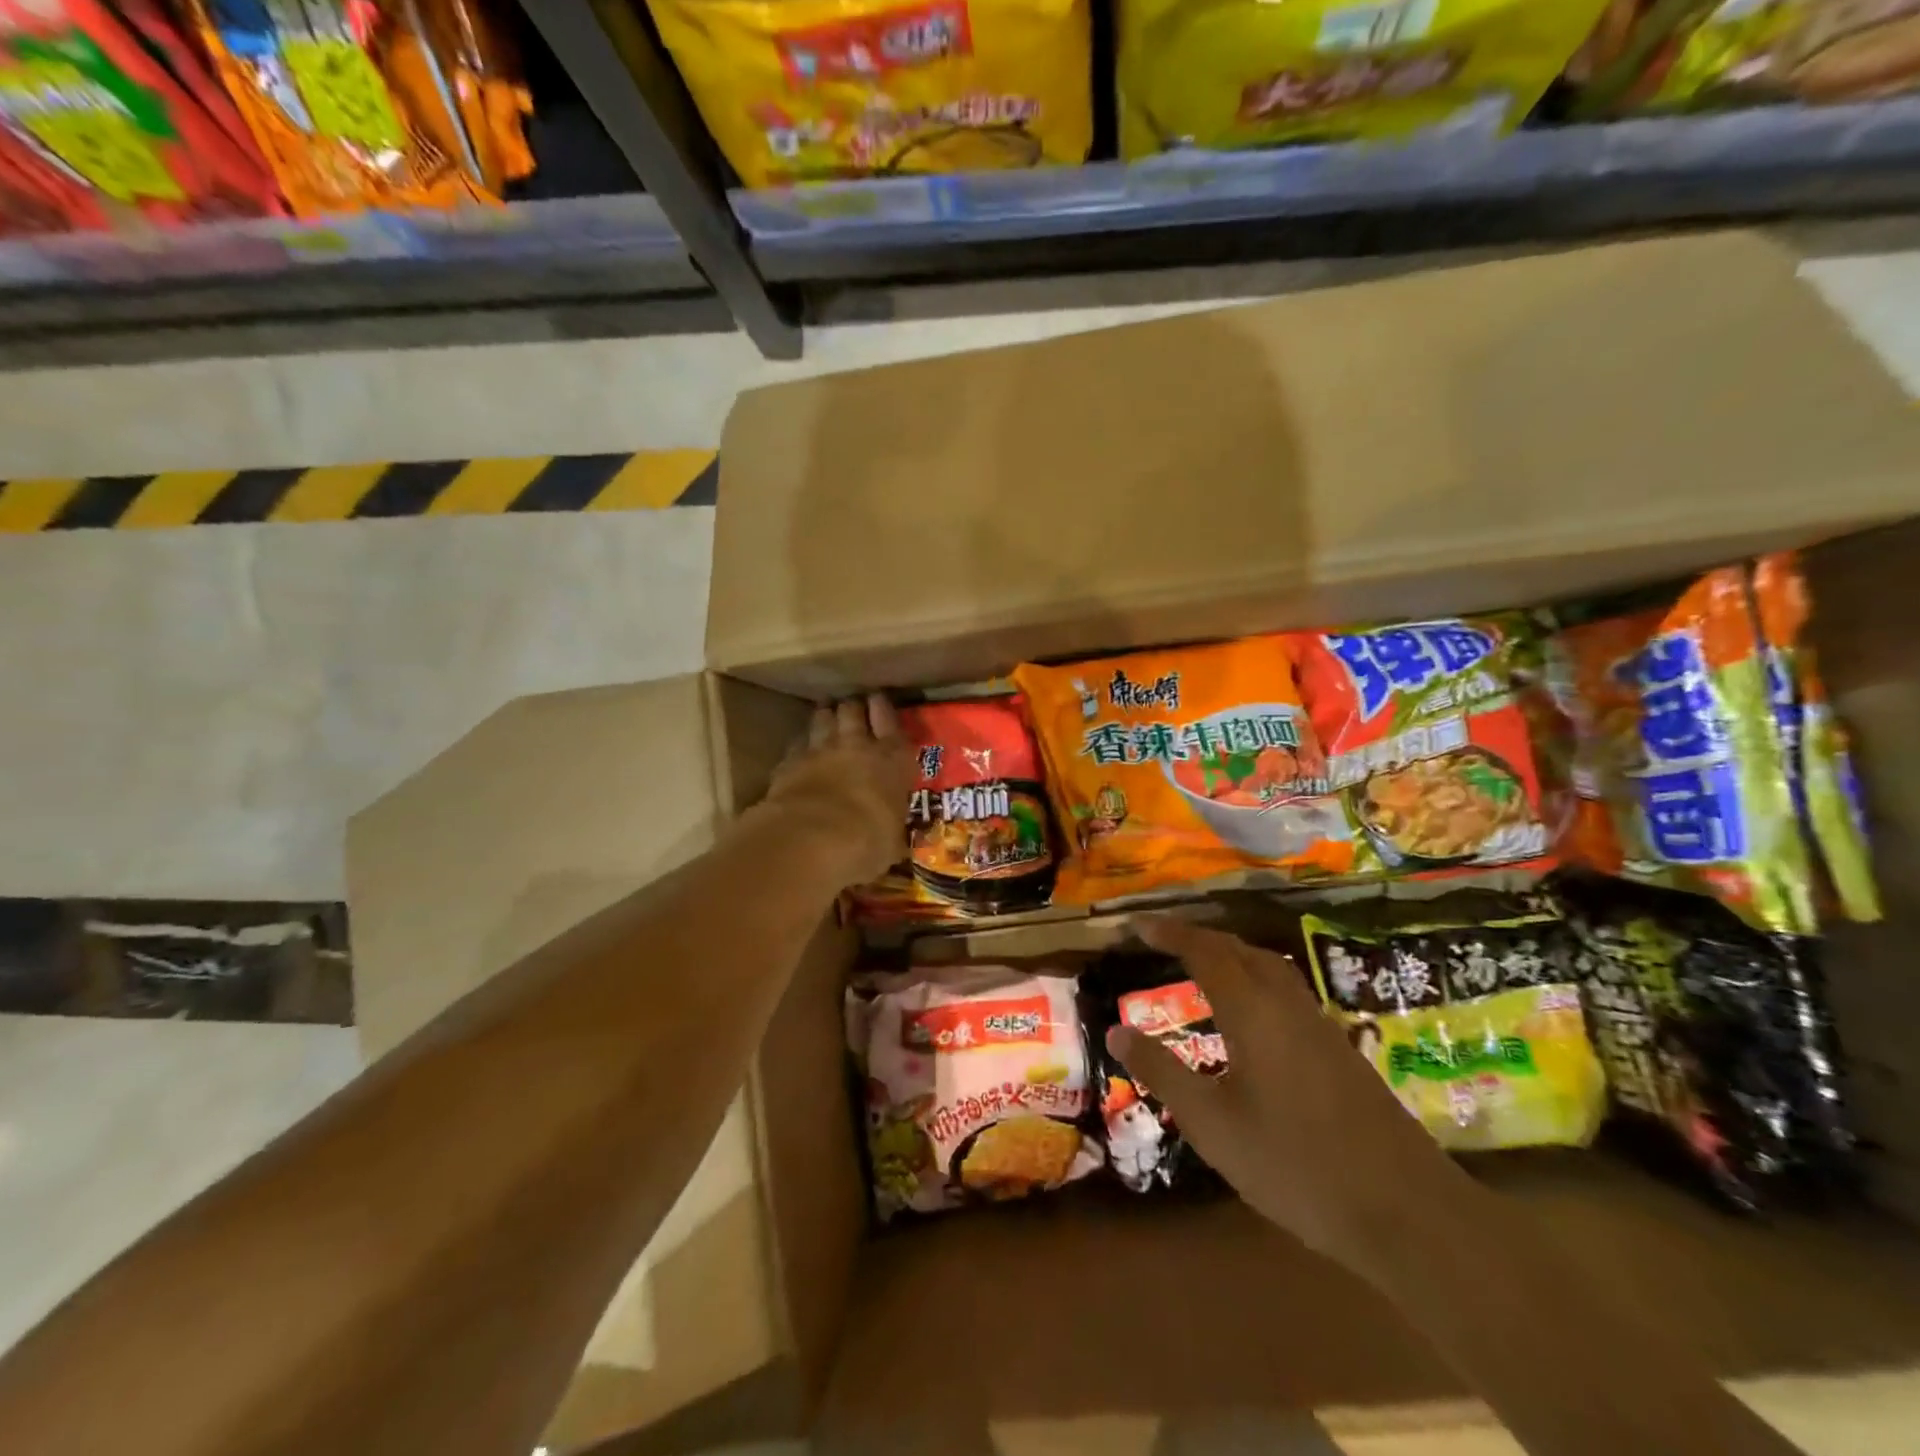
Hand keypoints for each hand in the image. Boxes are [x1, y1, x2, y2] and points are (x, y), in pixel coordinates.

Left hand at [762, 695, 915, 887]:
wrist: (812, 838)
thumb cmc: (867, 841)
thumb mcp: (891, 842)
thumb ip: (890, 831)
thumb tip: (892, 841)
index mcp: (892, 762)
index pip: (892, 726)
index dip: (884, 711)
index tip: (879, 700)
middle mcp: (857, 747)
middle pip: (853, 713)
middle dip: (853, 707)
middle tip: (852, 704)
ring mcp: (820, 751)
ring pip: (823, 720)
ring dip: (825, 715)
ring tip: (826, 712)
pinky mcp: (789, 762)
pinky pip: (797, 745)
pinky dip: (801, 744)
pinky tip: (800, 746)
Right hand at [1107, 916, 1471, 1283]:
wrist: (1407, 1211)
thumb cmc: (1295, 1165)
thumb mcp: (1212, 1124)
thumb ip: (1162, 1072)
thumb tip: (1116, 1031)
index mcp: (1252, 1011)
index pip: (1204, 951)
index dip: (1170, 933)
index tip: (1138, 926)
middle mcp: (1287, 1004)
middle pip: (1240, 949)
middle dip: (1199, 937)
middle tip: (1164, 940)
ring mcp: (1320, 1025)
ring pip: (1270, 967)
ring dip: (1232, 954)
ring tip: (1203, 965)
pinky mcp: (1341, 1050)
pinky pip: (1288, 991)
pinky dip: (1256, 979)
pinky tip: (1252, 1014)